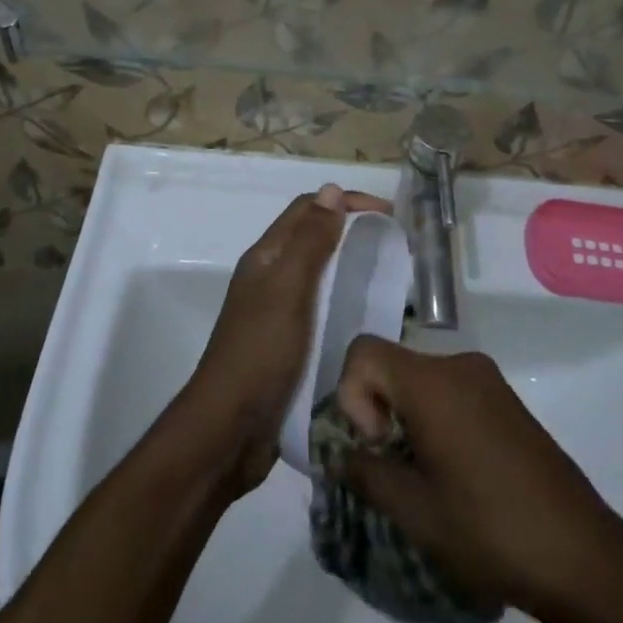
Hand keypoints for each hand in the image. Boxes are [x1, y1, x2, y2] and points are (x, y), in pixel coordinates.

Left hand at [176, 185, 390, 497]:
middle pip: (314, 238)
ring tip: (389, 278)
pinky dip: (346, 302)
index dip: (346, 202)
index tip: (388, 215)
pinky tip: (369, 319)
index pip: (308, 209)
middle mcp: (271, 277)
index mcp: (266, 256)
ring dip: (351, 266)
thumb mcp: (288, 289)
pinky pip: (323, 309)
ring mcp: (278, 312)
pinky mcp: (289, 345)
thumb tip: (331, 190)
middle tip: (393, 244)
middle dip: (352, 230)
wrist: (229, 432)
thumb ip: (310, 241)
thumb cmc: (260, 352)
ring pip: (320, 274)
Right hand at [331, 337, 622, 616]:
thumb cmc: (488, 528)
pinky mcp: (505, 399)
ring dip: (408, 419)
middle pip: (394, 365)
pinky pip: (451, 391)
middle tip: (395, 470)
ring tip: (426, 479)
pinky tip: (456, 474)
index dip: (352, 395)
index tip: (377, 445)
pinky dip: (436, 419)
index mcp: (432, 381)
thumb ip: (367, 473)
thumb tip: (340, 454)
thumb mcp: (415, 511)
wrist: (579, 552)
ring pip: (422, 380)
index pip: (364, 350)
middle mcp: (458, 364)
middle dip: (379, 411)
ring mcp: (487, 379)